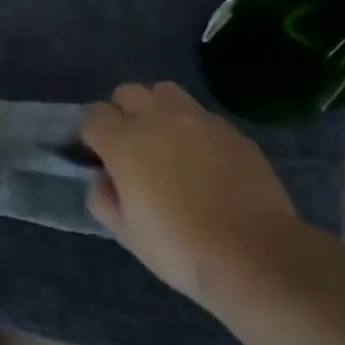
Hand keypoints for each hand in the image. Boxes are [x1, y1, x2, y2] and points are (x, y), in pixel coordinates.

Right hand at [82, 82, 299, 303]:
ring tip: (165, 142)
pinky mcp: (230, 128)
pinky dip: (190, 127)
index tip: (100, 159)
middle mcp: (158, 118)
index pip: (94, 117)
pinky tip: (201, 159)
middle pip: (127, 93)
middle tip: (130, 149)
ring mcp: (198, 119)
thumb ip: (104, 199)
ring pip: (164, 92)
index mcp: (124, 142)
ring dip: (156, 109)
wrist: (252, 252)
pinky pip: (200, 114)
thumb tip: (103, 179)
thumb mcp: (126, 233)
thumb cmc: (178, 247)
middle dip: (121, 114)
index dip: (92, 137)